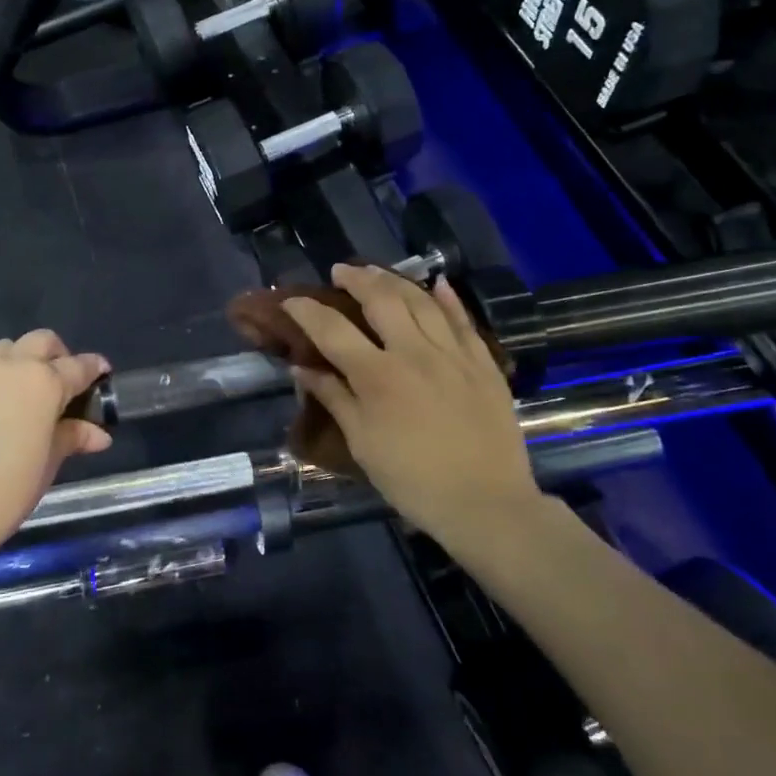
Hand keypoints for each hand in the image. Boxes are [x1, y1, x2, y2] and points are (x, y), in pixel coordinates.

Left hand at [0, 331, 112, 561]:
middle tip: (57, 383)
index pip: (78, 365)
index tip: (100, 374)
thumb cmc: (4, 493)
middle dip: (55, 355)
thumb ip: (72, 438)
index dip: (93, 368)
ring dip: (14, 364)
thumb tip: (98, 433)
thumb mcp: (47, 465)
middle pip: (39, 341)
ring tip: (13, 397)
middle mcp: (6, 367)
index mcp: (42, 383)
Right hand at [283, 264, 540, 540]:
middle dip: (355, 279)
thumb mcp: (362, 444)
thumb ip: (334, 398)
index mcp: (378, 376)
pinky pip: (463, 320)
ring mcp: (452, 353)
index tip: (290, 301)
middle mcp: (414, 352)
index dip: (306, 311)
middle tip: (339, 271)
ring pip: (421, 301)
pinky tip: (437, 284)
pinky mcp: (483, 363)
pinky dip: (447, 298)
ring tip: (376, 272)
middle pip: (381, 299)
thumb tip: (301, 368)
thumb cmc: (413, 480)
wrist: (486, 504)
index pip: (332, 330)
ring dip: (394, 280)